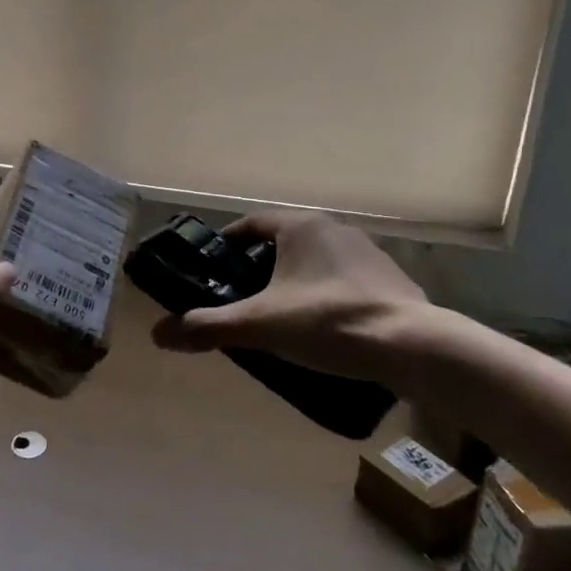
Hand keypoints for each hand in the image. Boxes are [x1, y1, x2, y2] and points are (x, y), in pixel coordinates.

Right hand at [150, 211, 429, 381]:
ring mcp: (368, 252)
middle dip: (260, 268)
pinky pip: (345, 280)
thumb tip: (159, 335)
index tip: (215, 269)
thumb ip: (208, 327)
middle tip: (243, 300)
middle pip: (283, 242)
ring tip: (282, 318)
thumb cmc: (327, 321)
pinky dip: (327, 296)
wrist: (412, 346)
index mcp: (299, 226)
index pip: (251, 223)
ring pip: (316, 261)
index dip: (228, 243)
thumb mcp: (259, 326)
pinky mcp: (392, 279)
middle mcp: (334, 228)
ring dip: (295, 281)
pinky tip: (325, 329)